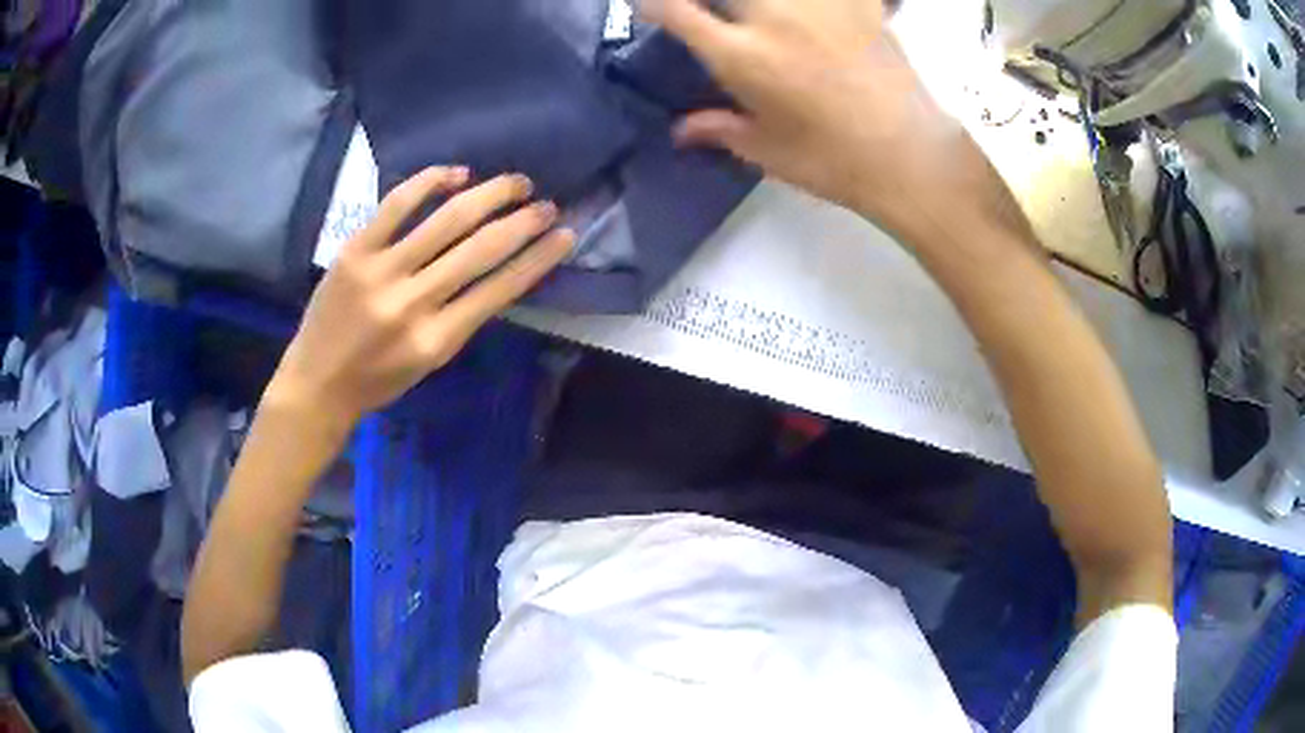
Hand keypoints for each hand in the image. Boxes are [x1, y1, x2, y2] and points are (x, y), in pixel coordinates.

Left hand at [267, 167, 573, 428]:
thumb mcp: (431, 362)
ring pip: (446, 219)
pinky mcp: (356, 250)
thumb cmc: (378, 380)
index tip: (565, 235)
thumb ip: (463, 317)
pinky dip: (430, 182)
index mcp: (438, 340)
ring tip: (516, 182)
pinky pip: (398, 204)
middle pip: (481, 249)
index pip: (501, 288)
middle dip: (523, 222)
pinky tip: (456, 173)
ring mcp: (381, 271)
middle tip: (547, 204)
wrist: (317, 382)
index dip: (538, 258)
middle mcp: (413, 303)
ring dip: (489, 194)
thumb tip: (499, 267)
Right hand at [645, 0, 1027, 241]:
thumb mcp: (767, 151)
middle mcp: (772, 16)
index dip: (653, 3)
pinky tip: (814, 17)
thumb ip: (719, 129)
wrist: (912, 159)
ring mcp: (819, 3)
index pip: (674, 9)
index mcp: (741, 56)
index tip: (651, 6)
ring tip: (768, 20)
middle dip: (712, 2)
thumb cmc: (834, 162)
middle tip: (720, 18)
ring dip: (757, 5)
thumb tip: (680, 131)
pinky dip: (814, 5)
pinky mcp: (860, 2)